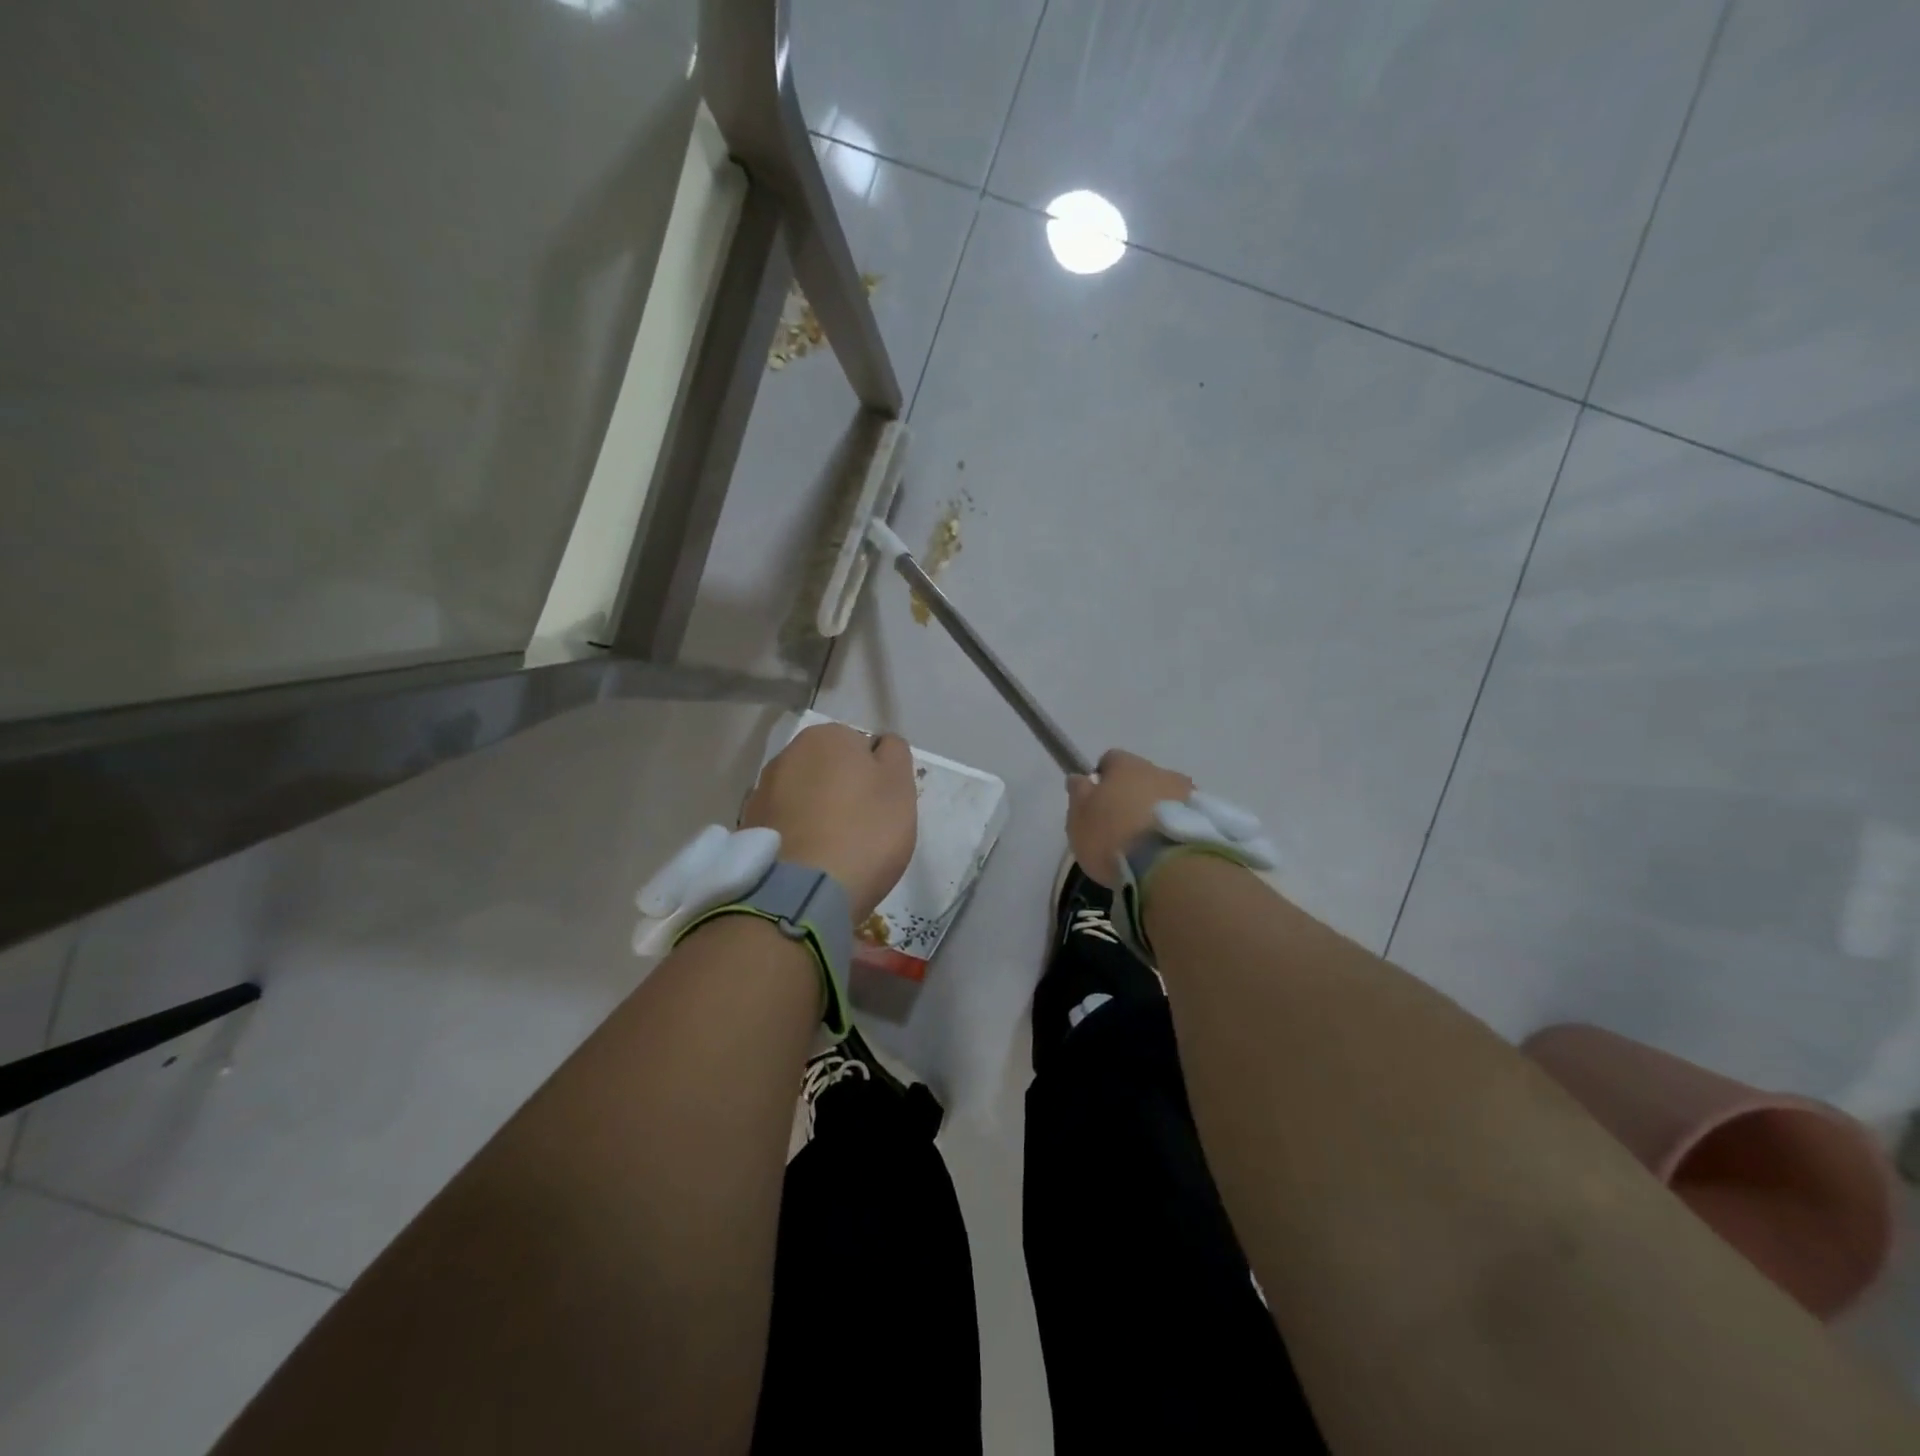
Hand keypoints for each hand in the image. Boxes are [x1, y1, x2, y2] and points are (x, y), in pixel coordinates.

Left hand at [742, 723, 916, 922]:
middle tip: (863, 829)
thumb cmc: (863, 832)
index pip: (863, 747)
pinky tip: (810, 862)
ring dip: (818, 813)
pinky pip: (785, 824)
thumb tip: (879, 745)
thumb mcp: (900, 786)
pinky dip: (798, 835)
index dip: (877, 777)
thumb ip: (895, 754)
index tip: (883, 807)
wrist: (801, 893)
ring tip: (834, 851)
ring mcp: (762, 791)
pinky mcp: (748, 827)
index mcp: (827, 736)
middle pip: (830, 770)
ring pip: (805, 797)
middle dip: (844, 791)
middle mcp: (788, 754)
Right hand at [1066, 749, 1194, 887]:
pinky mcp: (1207, 818)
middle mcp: (1159, 770)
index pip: (1111, 760)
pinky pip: (1185, 816)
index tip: (1097, 801)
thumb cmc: (1113, 837)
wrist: (1168, 867)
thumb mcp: (1079, 819)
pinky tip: (1167, 849)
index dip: (1102, 778)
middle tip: (1122, 825)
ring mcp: (1187, 793)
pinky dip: (1175, 826)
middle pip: (1141, 777)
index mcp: (1126, 765)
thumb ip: (1079, 794)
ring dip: (1157, 810)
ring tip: (1148, 842)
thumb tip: (1080, 777)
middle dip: (1132, 794)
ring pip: (1166, 795)